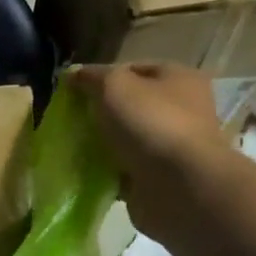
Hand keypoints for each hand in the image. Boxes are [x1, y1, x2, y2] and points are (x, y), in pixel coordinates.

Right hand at [69, 63, 234, 246]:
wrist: (178, 187)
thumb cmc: (150, 123)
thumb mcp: (113, 86)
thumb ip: (92, 77)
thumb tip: (73, 74)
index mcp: (179, 78)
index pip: (133, 69)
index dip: (102, 77)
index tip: (74, 92)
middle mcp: (183, 109)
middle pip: (130, 105)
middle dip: (101, 113)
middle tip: (73, 120)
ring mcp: (173, 146)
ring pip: (127, 139)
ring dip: (104, 144)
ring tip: (76, 147)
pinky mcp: (162, 178)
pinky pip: (127, 168)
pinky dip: (109, 171)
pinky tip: (88, 172)